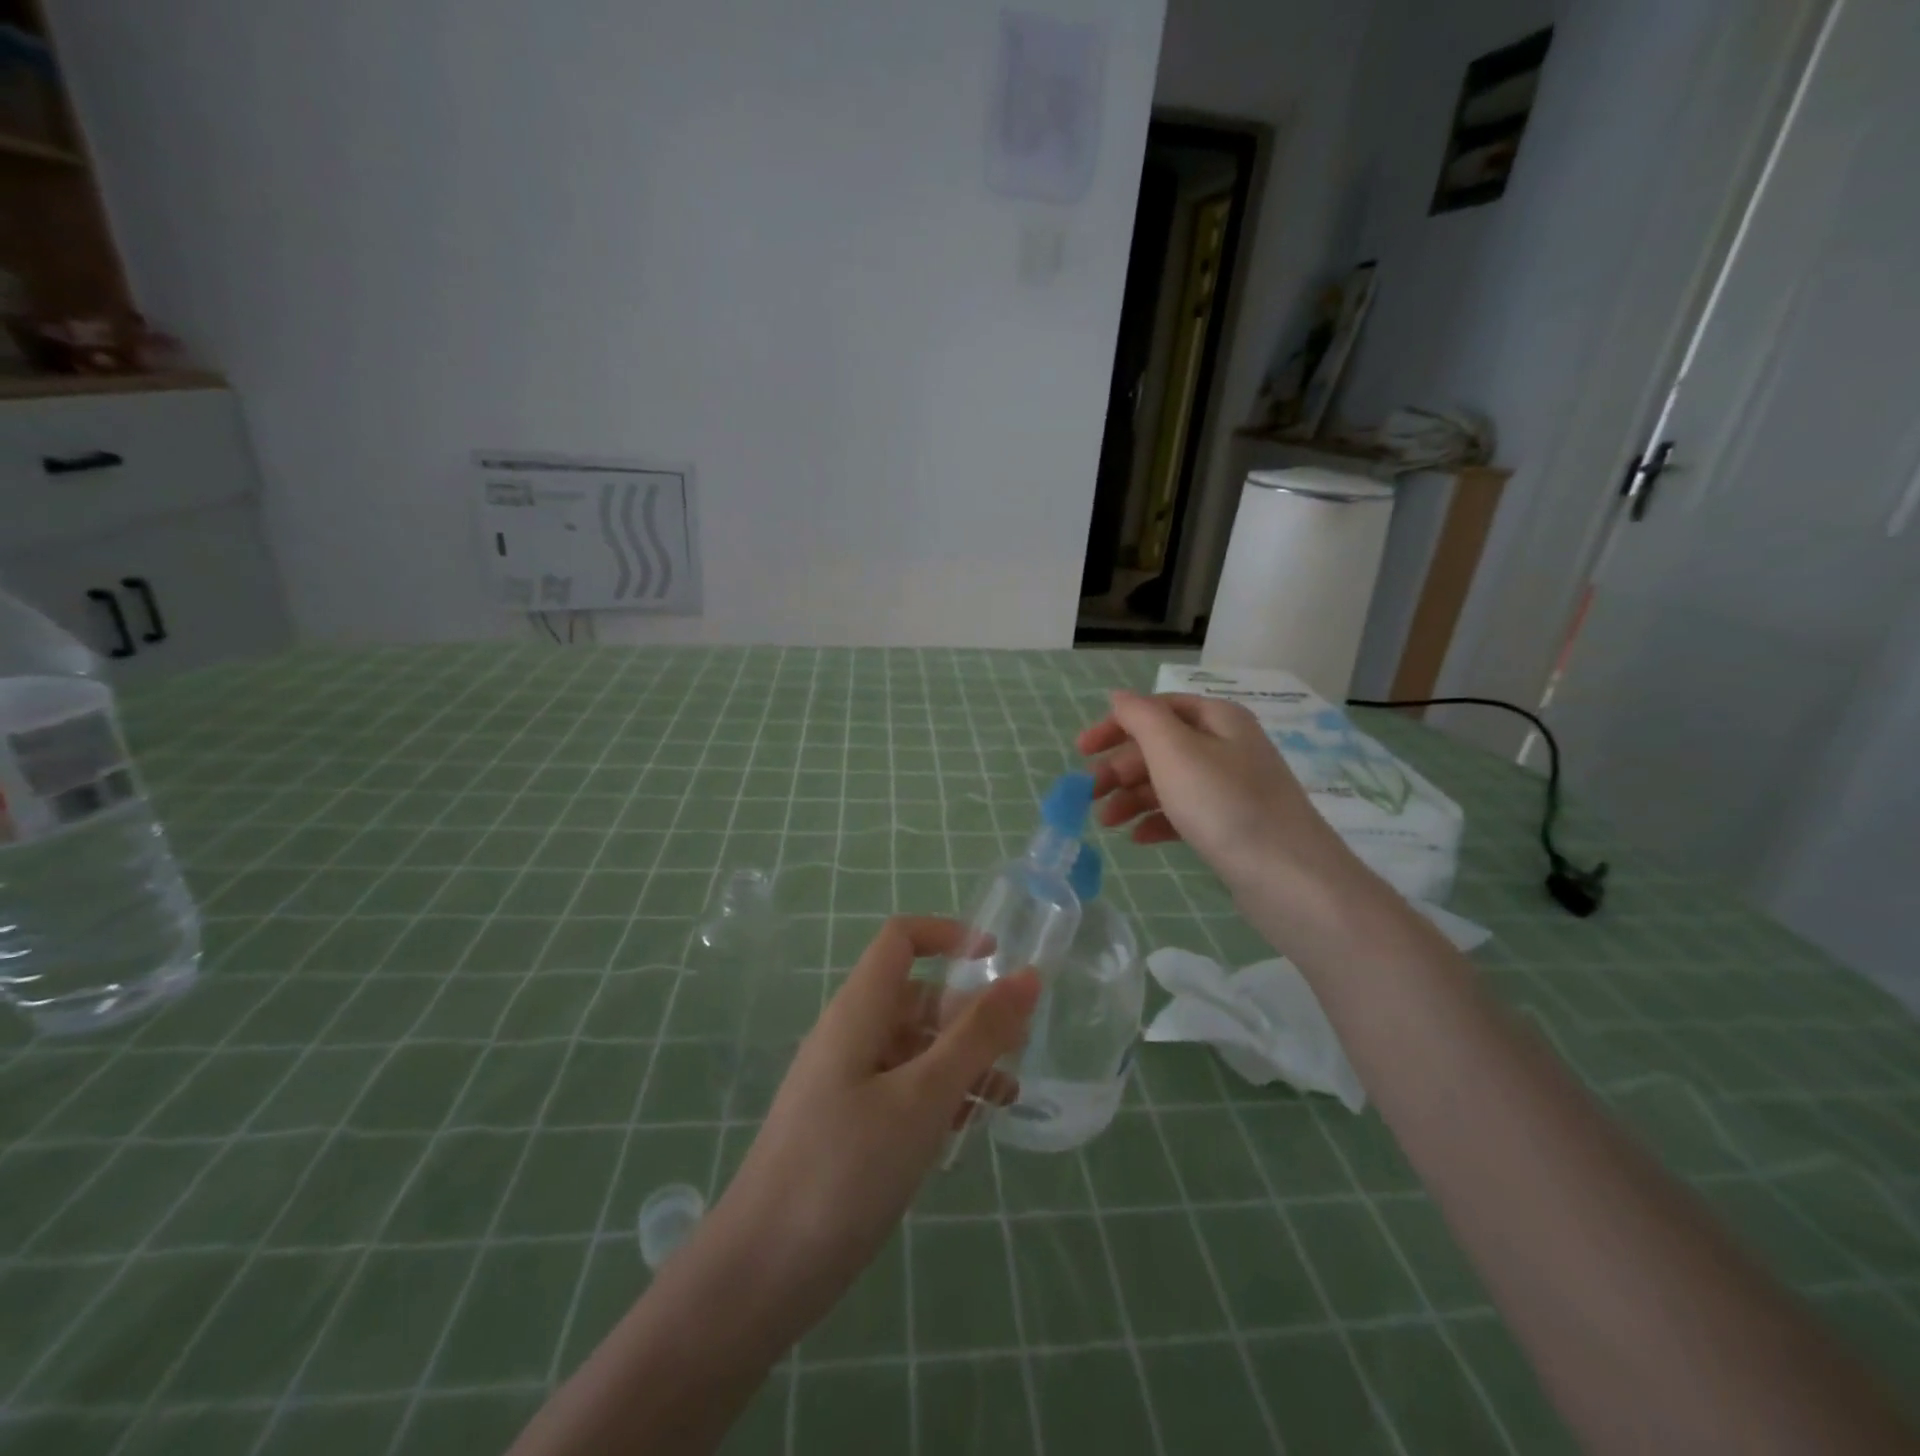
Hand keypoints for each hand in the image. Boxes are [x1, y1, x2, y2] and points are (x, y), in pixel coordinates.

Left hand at [702, 917, 1037, 1340]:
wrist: (761, 1273)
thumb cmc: (845, 1169)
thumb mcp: (923, 1096)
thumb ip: (977, 1034)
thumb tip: (1027, 975)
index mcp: (859, 1011)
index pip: (901, 939)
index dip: (948, 935)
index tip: (997, 959)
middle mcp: (851, 1035)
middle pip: (915, 996)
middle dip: (967, 1012)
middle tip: (1017, 1047)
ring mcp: (846, 1082)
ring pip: (914, 1047)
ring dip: (961, 1060)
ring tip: (1005, 1096)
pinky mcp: (849, 1125)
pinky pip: (902, 1088)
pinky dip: (939, 1095)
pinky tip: (967, 1128)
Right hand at [1078, 690, 1350, 892]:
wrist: (1288, 877)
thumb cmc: (1224, 804)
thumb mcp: (1174, 751)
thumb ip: (1141, 718)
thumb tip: (1119, 697)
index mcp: (1218, 719)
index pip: (1156, 709)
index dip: (1116, 725)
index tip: (1081, 751)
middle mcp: (1228, 746)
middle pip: (1161, 747)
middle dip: (1120, 768)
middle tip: (1089, 794)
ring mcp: (1233, 788)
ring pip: (1170, 782)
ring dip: (1132, 797)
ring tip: (1106, 823)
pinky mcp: (1233, 825)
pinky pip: (1186, 814)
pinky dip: (1158, 821)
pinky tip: (1138, 839)